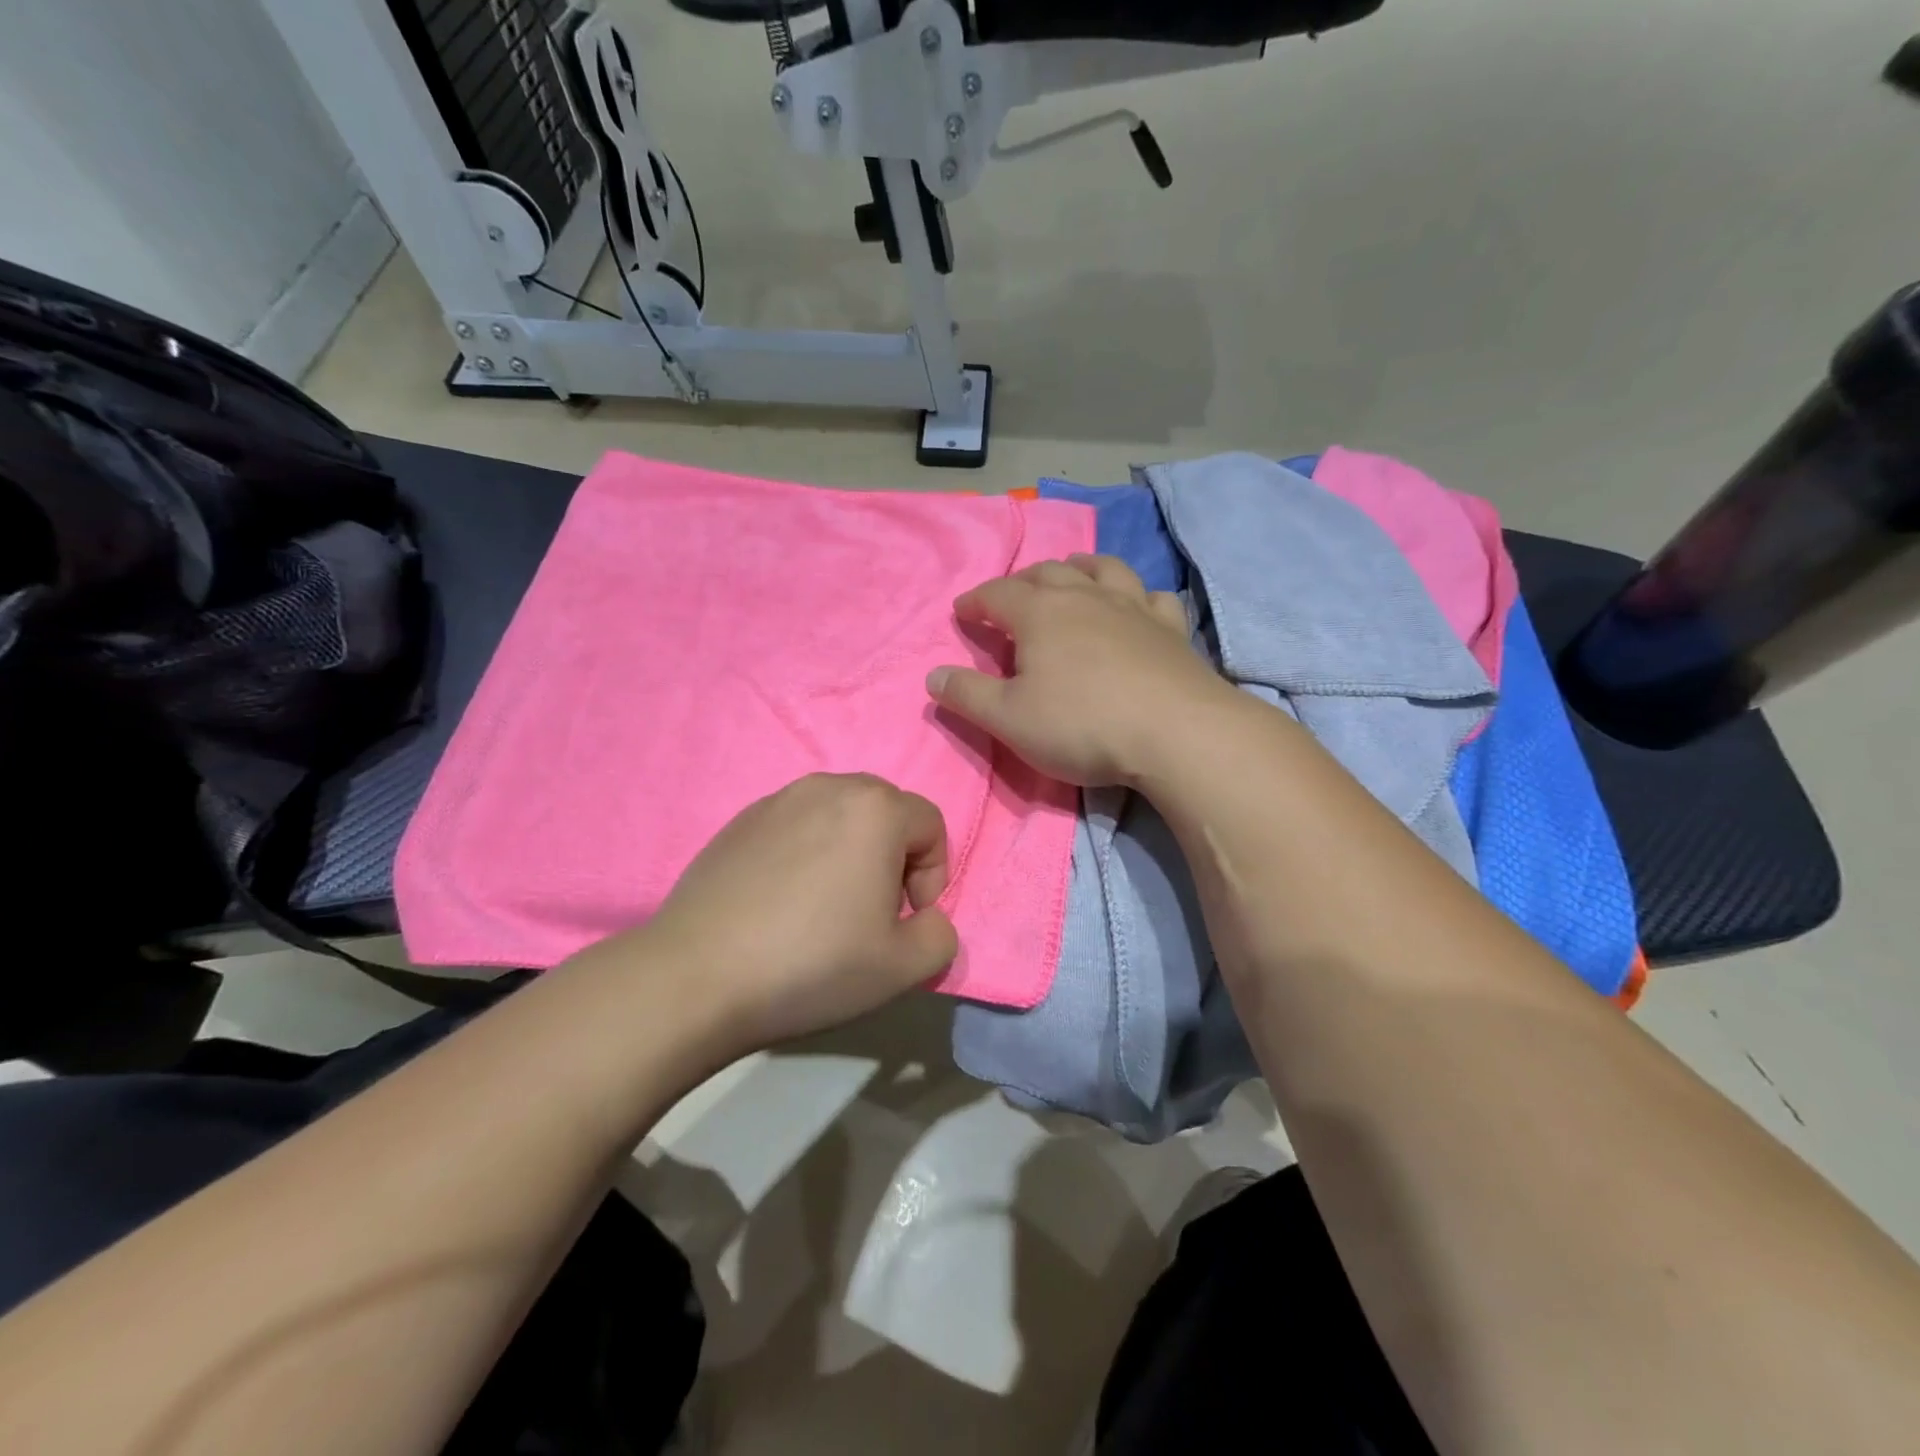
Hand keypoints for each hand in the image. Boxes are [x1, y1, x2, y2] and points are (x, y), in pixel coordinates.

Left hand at [637, 773, 957, 1052]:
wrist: (697, 975)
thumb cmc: (813, 963)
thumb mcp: (903, 967)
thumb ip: (941, 937)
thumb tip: (927, 919)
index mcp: (875, 808)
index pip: (931, 826)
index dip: (933, 876)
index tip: (906, 920)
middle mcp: (828, 787)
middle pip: (886, 813)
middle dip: (894, 858)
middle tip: (872, 912)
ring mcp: (777, 800)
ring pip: (839, 817)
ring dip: (850, 854)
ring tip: (826, 908)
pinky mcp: (739, 821)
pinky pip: (795, 827)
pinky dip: (806, 854)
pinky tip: (782, 904)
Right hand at [925, 554, 1236, 785]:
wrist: (1175, 732)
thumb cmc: (1081, 725)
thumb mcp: (1009, 719)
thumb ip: (967, 695)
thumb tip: (932, 676)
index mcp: (1040, 614)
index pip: (997, 595)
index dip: (975, 602)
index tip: (962, 612)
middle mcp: (1085, 597)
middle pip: (1046, 573)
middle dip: (1022, 582)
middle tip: (1010, 597)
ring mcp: (1133, 607)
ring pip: (1102, 570)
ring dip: (1079, 569)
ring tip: (1070, 576)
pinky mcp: (1171, 628)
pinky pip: (1153, 596)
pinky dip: (1138, 595)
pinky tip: (1138, 605)